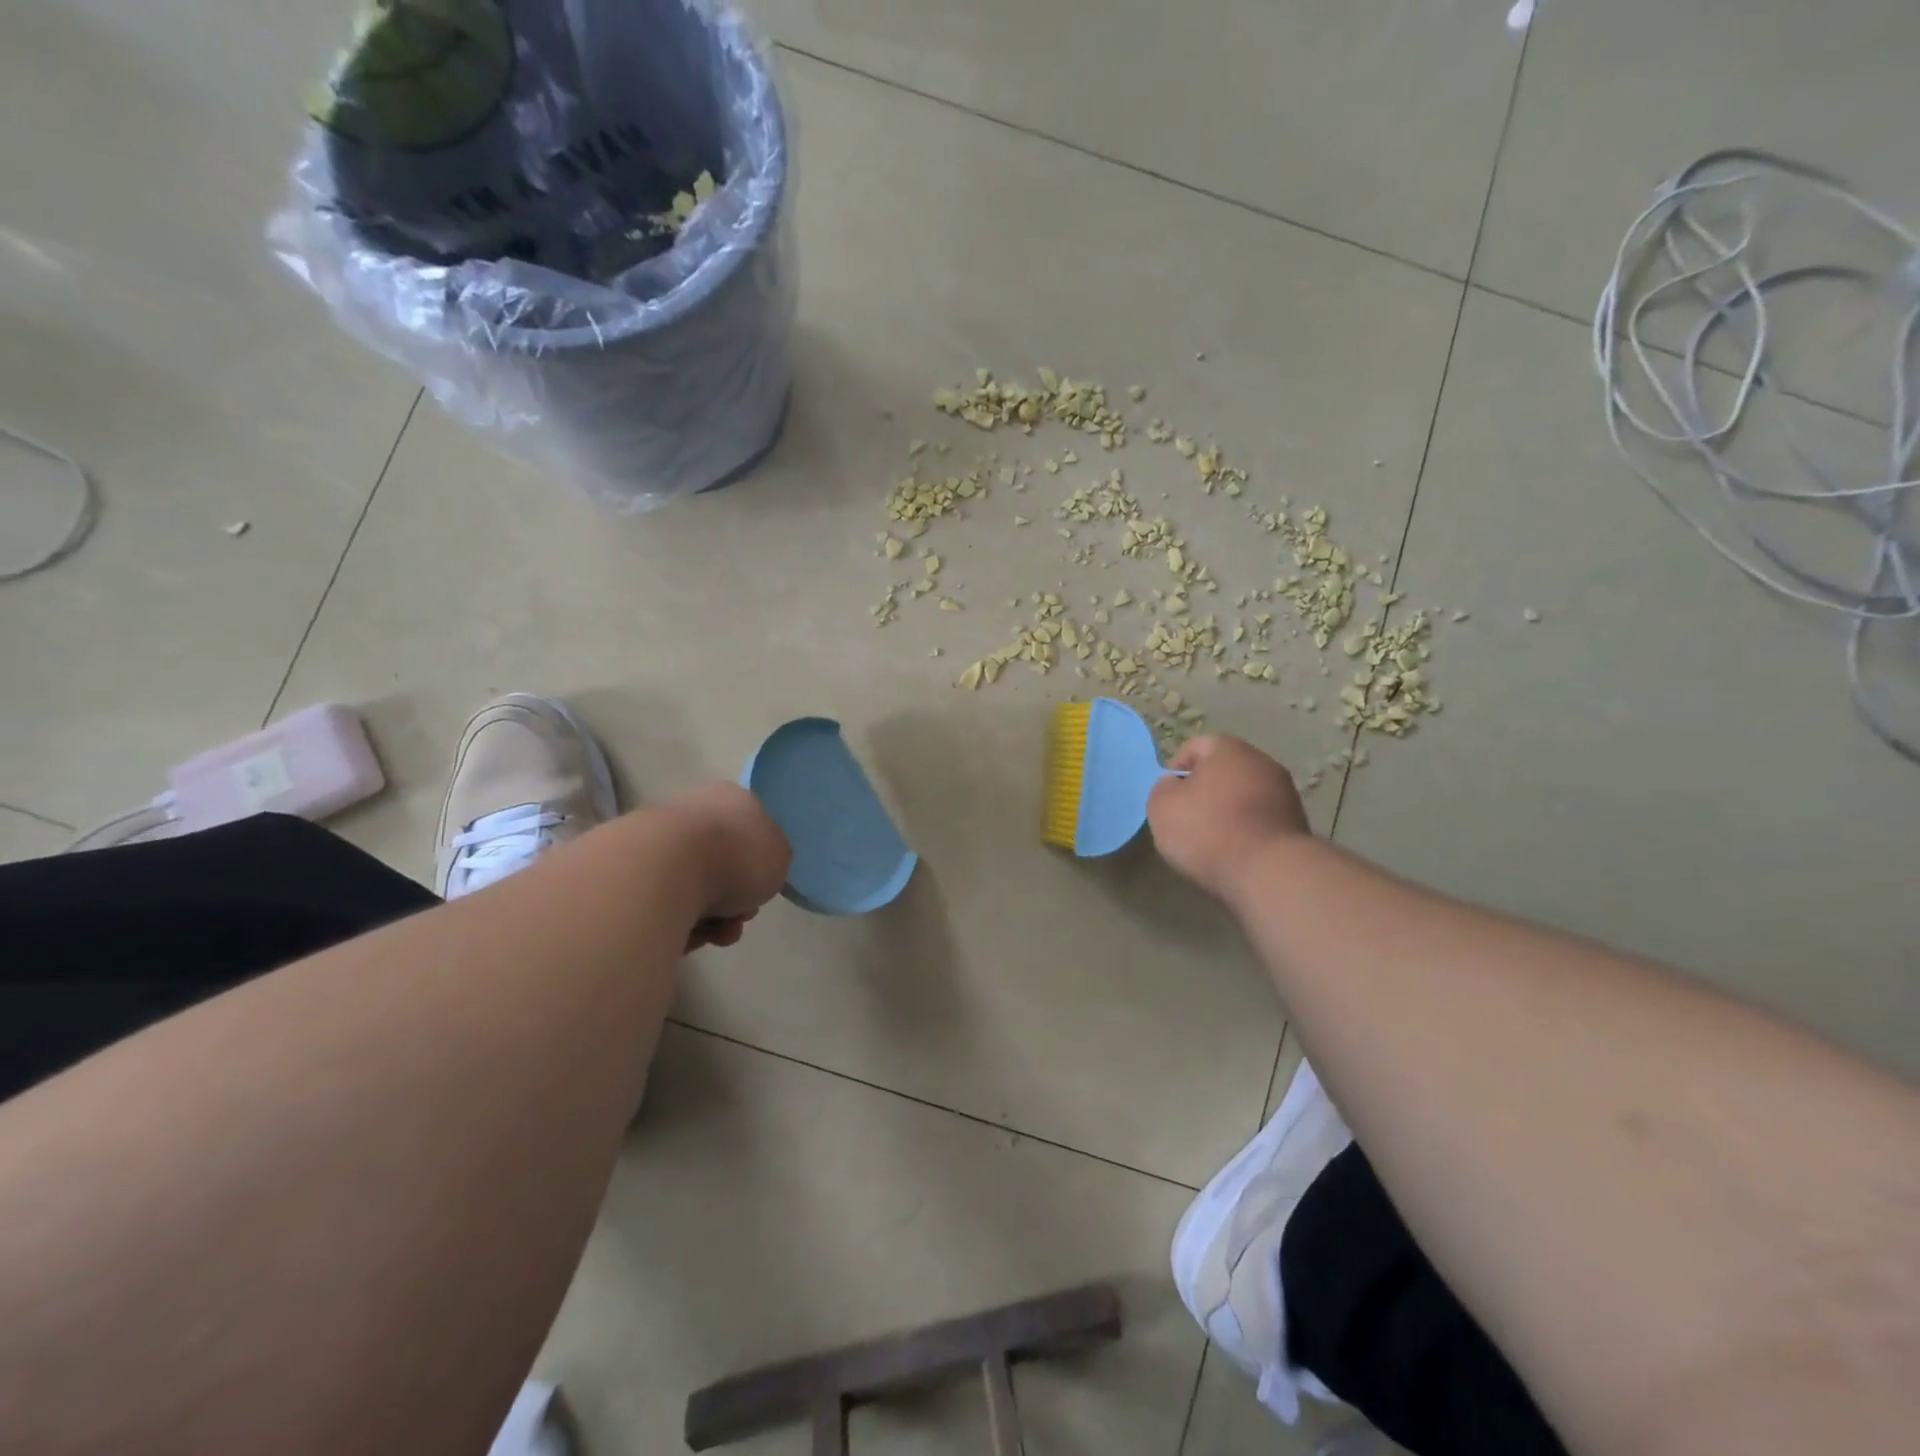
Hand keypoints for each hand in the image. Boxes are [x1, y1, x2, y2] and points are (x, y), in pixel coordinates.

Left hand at [661, 782, 791, 940]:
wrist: (666, 870)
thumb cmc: (736, 856)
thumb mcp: (780, 856)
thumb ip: (772, 859)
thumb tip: (754, 869)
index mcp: (732, 799)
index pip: (751, 831)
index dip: (760, 866)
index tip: (761, 889)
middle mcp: (695, 812)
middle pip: (723, 864)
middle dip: (734, 899)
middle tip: (739, 917)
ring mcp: (659, 840)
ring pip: (695, 888)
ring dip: (712, 918)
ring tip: (715, 935)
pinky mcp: (632, 872)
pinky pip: (666, 905)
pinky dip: (680, 924)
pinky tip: (688, 935)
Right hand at [1147, 735, 1309, 900]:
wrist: (1269, 873)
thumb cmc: (1208, 831)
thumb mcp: (1162, 807)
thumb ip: (1163, 788)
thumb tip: (1175, 784)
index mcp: (1229, 749)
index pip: (1196, 746)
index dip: (1177, 768)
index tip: (1168, 796)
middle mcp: (1262, 762)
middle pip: (1224, 770)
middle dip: (1205, 790)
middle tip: (1187, 817)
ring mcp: (1285, 793)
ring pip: (1244, 795)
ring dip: (1228, 810)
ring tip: (1211, 839)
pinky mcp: (1297, 823)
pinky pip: (1261, 819)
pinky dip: (1246, 829)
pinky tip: (1235, 852)